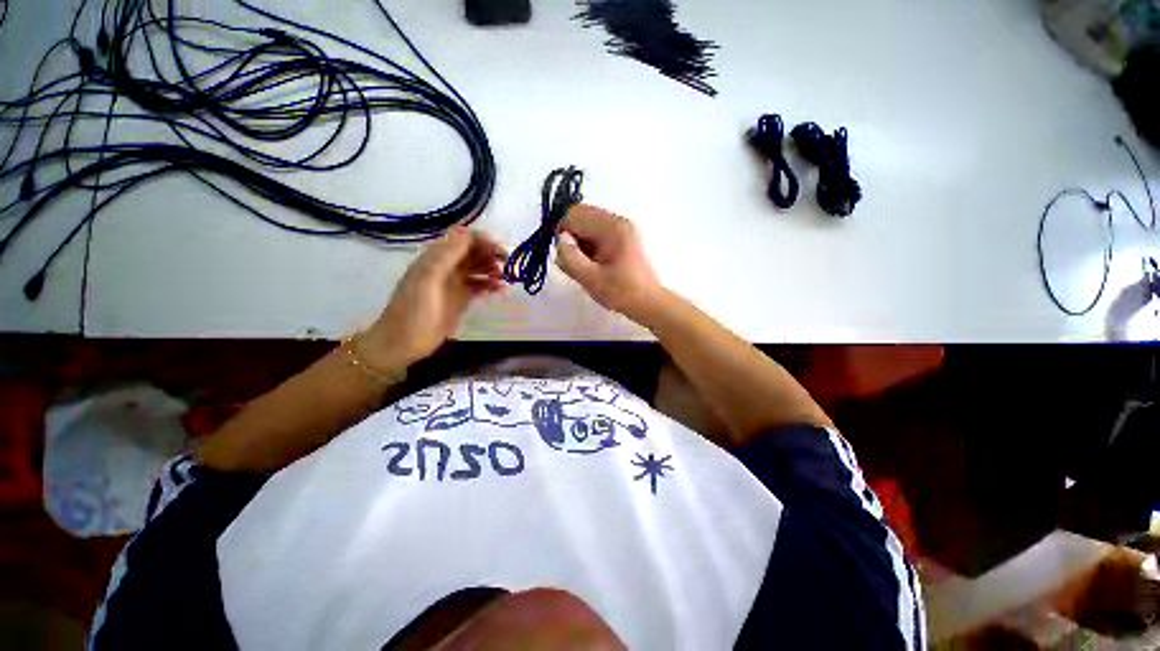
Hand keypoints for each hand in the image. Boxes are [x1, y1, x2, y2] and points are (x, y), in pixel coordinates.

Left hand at [364, 226, 505, 369]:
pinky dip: (492, 286)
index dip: (483, 241)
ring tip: (506, 280)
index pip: (463, 239)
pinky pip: (480, 287)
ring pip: (479, 269)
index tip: (500, 251)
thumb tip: (467, 232)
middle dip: (492, 255)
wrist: (404, 343)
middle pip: (473, 252)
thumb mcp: (429, 280)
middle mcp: (447, 267)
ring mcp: (455, 283)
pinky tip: (501, 292)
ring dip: (493, 271)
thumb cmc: (415, 311)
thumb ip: (447, 256)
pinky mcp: (461, 299)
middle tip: (509, 266)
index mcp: (436, 258)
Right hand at [555, 204, 663, 321]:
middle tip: (574, 263)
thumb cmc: (621, 292)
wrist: (648, 303)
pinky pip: (595, 234)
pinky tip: (593, 265)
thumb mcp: (591, 278)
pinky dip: (588, 247)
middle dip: (570, 237)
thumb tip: (560, 241)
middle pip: (580, 216)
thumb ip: (570, 258)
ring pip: (586, 225)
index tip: (563, 256)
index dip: (562, 233)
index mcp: (612, 227)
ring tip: (586, 267)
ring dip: (579, 243)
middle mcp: (617, 221)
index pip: (574, 214)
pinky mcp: (621, 238)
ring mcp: (621, 228)